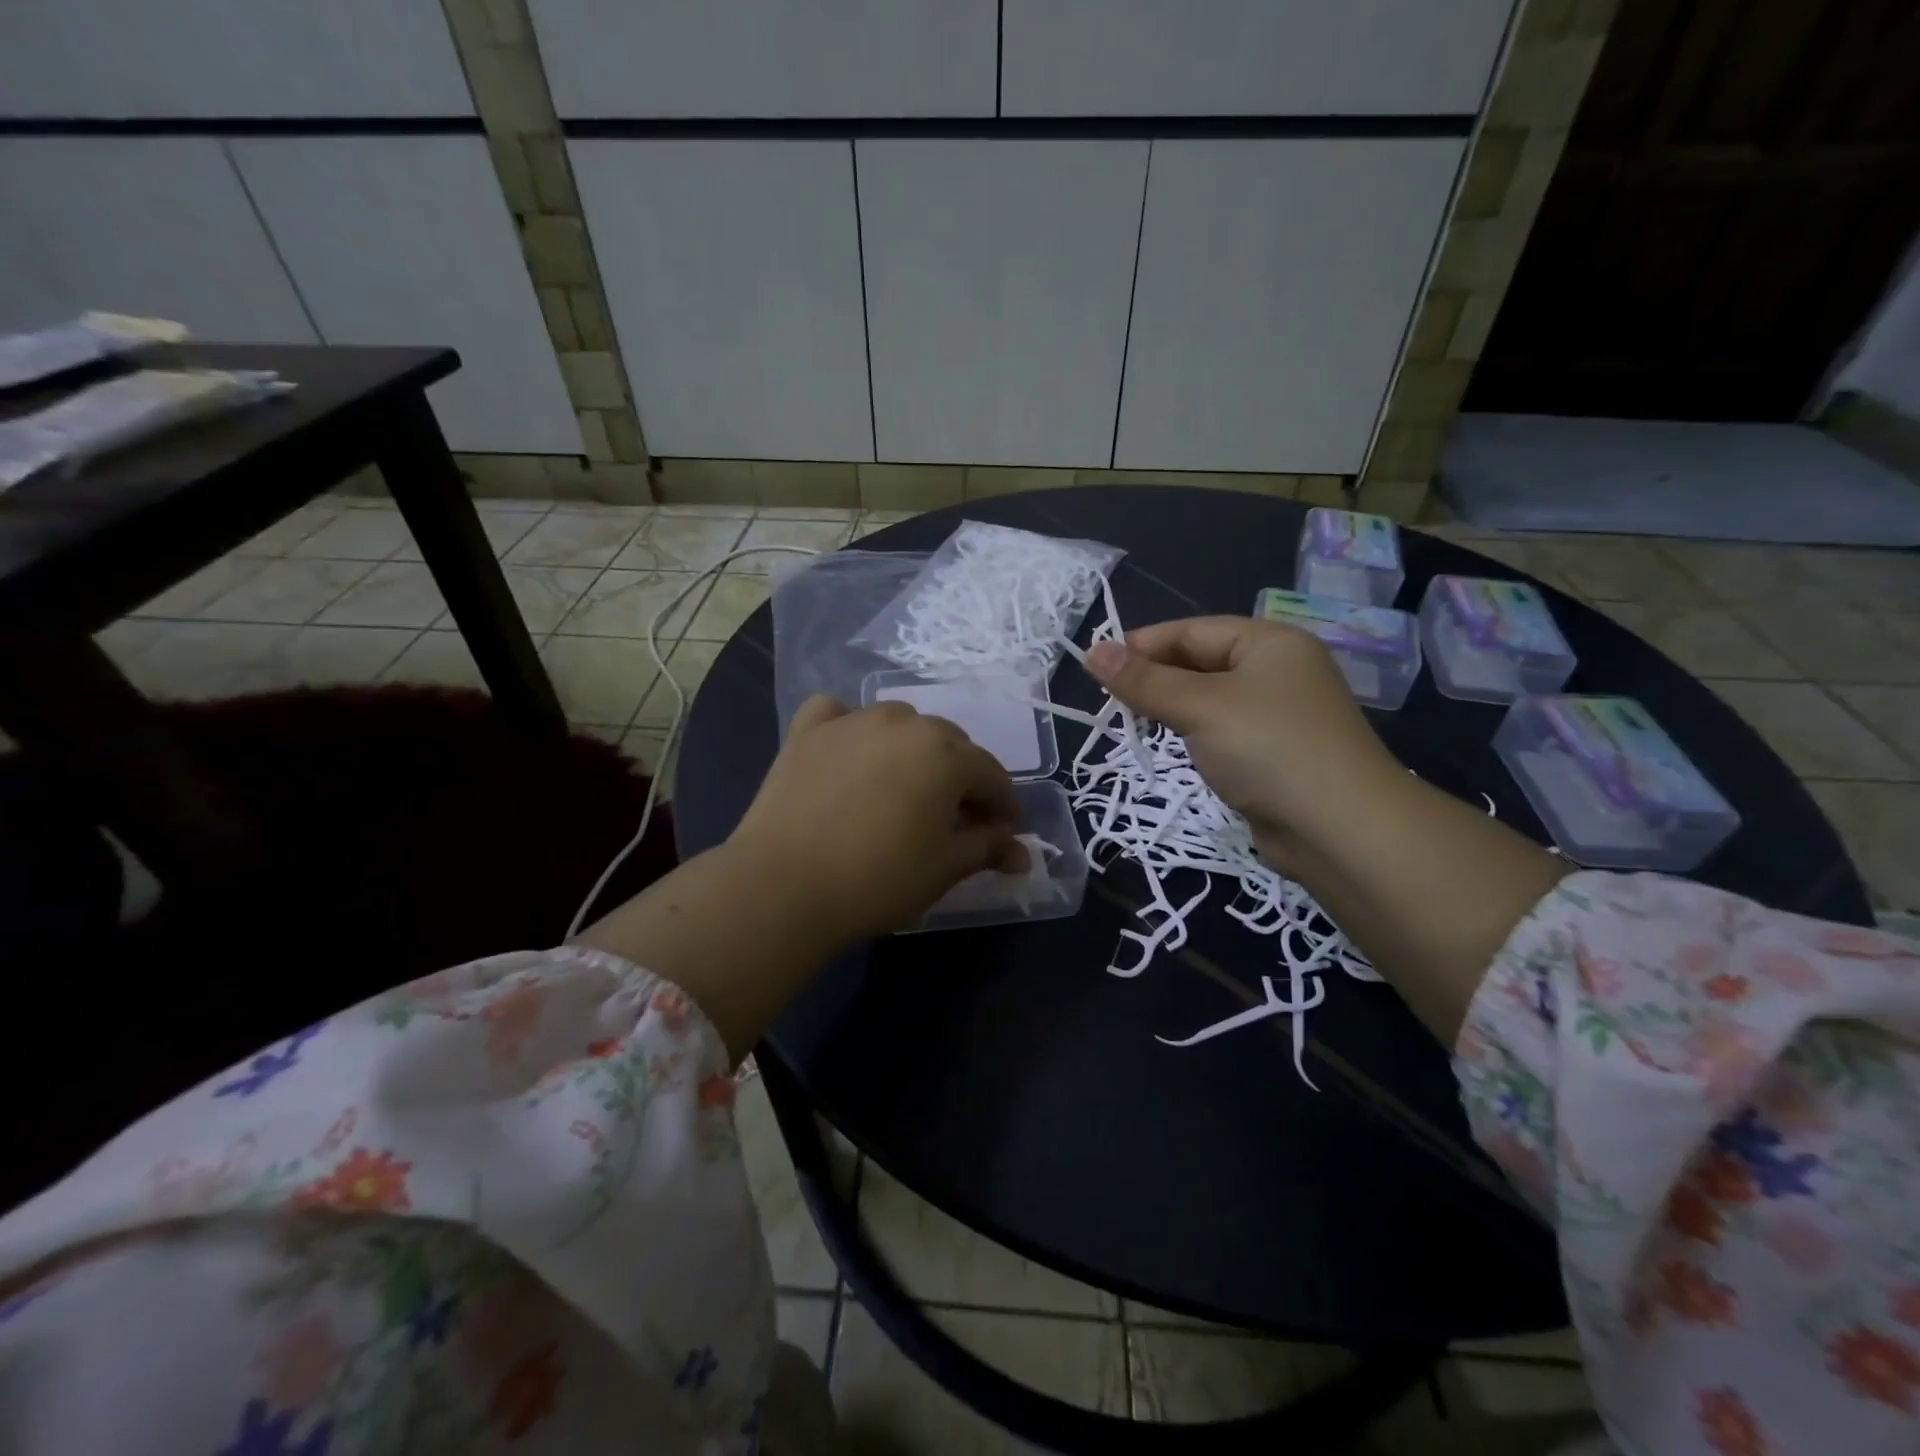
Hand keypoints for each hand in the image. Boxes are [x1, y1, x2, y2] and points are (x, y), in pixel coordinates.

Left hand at [729, 694, 1027, 945]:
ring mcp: (852, 721)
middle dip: (961, 778)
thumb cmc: (879, 879)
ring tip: (904, 789)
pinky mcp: (807, 731)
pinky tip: (850, 752)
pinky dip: (852, 729)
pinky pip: (839, 714)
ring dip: (913, 751)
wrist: (784, 885)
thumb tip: (1021, 853)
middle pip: (948, 745)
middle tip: (955, 819)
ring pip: (899, 724)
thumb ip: (988, 848)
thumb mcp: (945, 868)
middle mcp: (904, 723)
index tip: (1003, 833)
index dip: (1003, 805)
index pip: (991, 773)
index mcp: (946, 754)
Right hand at [1089, 615, 1565, 1043]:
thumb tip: (1092, 650)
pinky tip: (1172, 744)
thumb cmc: (1268, 749)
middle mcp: (1278, 670)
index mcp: (1269, 643)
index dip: (1142, 644)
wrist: (1340, 830)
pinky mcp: (1275, 753)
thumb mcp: (1199, 707)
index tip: (1097, 666)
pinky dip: (1193, 732)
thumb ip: (1144, 681)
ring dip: (1171, 706)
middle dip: (1154, 676)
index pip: (1192, 631)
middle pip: (1201, 661)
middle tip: (1108, 699)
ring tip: (1131, 720)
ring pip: (1209, 698)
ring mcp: (1279, 714)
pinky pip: (1222, 729)